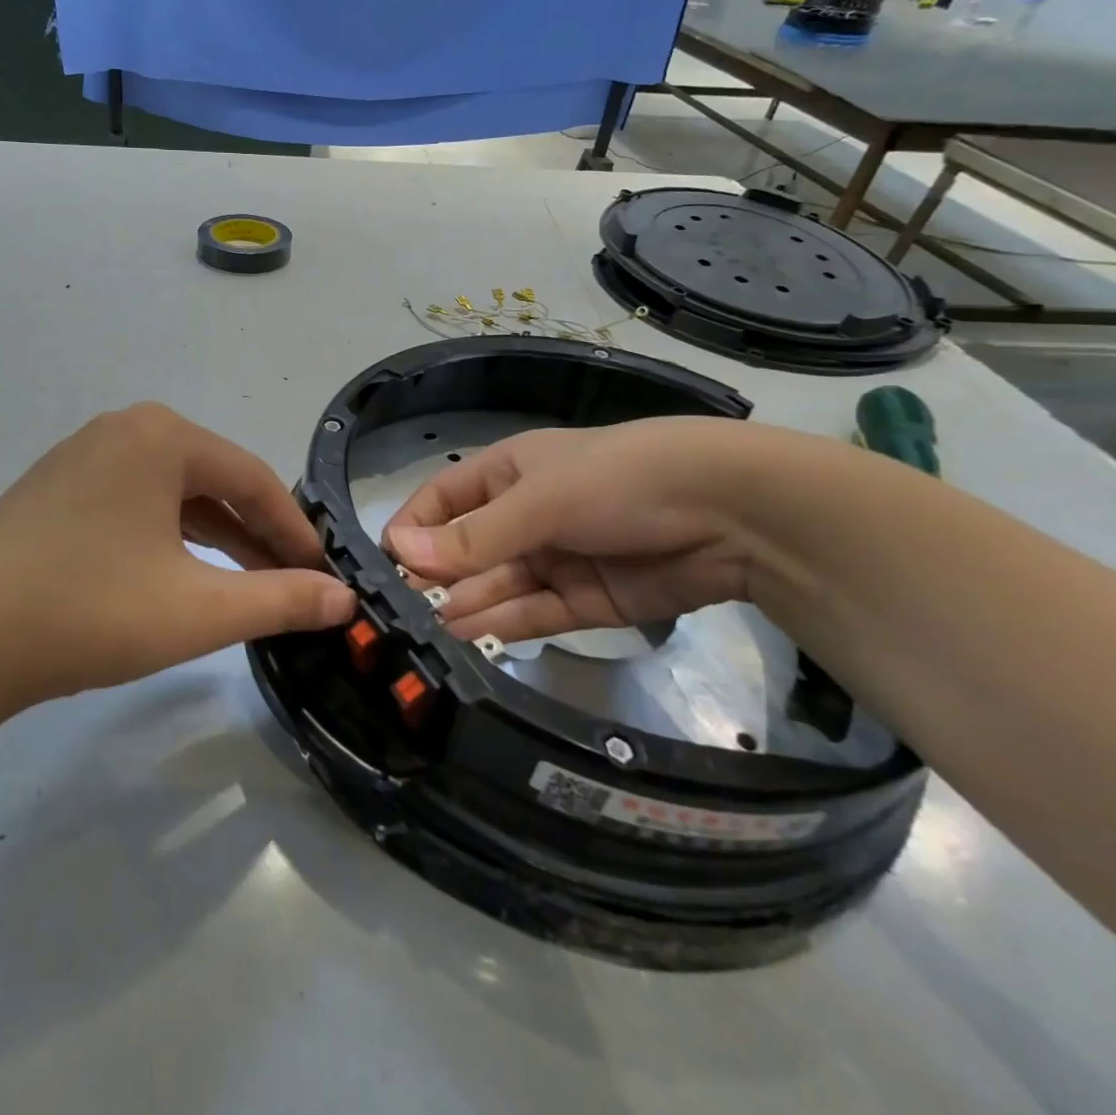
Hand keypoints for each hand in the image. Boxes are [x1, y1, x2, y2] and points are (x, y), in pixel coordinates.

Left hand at [0, 403, 355, 714]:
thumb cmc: (88, 611)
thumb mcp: (199, 609)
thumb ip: (281, 600)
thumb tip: (345, 601)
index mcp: (162, 436)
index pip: (253, 479)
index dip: (296, 530)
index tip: (324, 576)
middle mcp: (123, 430)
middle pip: (213, 482)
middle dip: (256, 536)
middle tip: (290, 586)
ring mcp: (82, 458)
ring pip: (172, 496)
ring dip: (214, 540)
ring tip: (244, 589)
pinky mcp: (55, 490)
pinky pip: (135, 506)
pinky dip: (168, 540)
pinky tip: (178, 578)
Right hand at [383, 418, 757, 641]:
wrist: (730, 512)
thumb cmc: (616, 480)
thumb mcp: (538, 501)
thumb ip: (471, 537)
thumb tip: (397, 552)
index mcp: (506, 474)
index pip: (441, 501)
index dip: (412, 530)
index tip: (385, 566)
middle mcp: (523, 515)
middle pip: (466, 550)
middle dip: (436, 578)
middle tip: (399, 616)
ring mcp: (553, 559)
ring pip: (495, 586)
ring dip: (463, 607)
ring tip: (424, 636)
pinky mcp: (584, 600)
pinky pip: (531, 613)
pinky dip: (500, 626)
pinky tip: (465, 640)